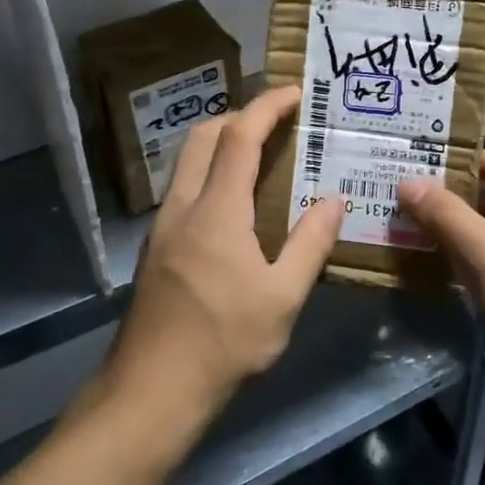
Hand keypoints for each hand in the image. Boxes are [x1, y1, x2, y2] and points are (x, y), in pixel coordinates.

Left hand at [105, 85, 345, 417]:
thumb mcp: (283, 298)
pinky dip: (211, 171)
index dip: (267, 106)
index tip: (295, 92)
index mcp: (216, 211)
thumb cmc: (223, 344)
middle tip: (278, 120)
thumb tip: (334, 200)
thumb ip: (311, 243)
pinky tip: (235, 202)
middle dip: (240, 115)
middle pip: (204, 136)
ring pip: (188, 160)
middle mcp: (183, 206)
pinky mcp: (156, 247)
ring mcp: (163, 226)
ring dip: (222, 142)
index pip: (239, 136)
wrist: (150, 392)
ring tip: (261, 154)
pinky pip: (184, 187)